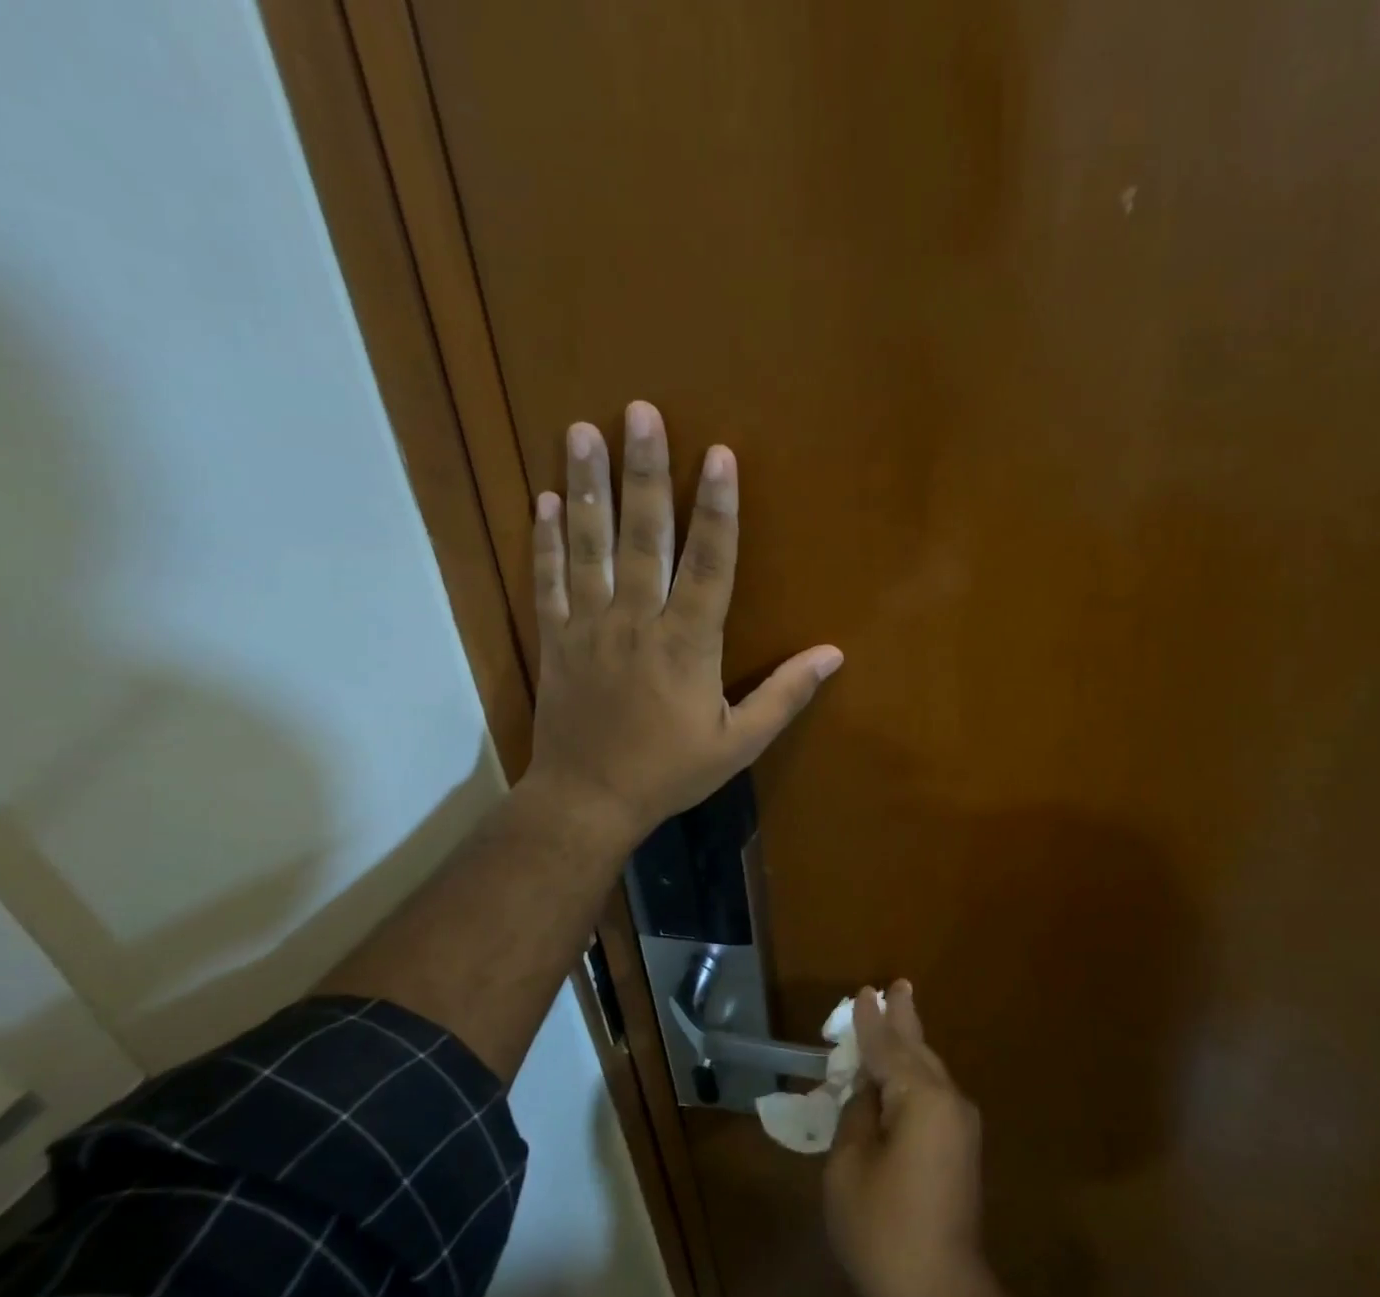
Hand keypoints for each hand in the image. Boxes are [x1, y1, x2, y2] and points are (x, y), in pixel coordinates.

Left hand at [522, 401, 842, 847]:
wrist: (588, 800)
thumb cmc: (670, 772)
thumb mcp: (738, 744)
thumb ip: (784, 696)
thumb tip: (833, 655)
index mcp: (688, 645)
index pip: (709, 565)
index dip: (717, 509)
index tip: (718, 455)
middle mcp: (637, 622)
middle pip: (643, 538)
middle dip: (644, 473)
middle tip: (639, 412)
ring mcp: (590, 627)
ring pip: (590, 547)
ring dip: (588, 487)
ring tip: (583, 431)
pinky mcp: (556, 638)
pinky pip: (549, 580)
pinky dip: (546, 540)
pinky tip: (545, 499)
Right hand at [826, 982, 994, 1296]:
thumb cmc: (884, 1231)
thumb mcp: (849, 1168)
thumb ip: (856, 1116)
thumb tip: (868, 1093)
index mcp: (921, 1097)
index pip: (887, 1047)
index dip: (871, 1022)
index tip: (864, 992)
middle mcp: (948, 1100)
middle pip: (917, 1049)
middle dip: (903, 1019)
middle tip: (897, 986)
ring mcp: (960, 1125)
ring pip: (929, 1071)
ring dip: (909, 1046)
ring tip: (898, 1015)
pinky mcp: (961, 1149)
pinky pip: (933, 1096)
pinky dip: (913, 1077)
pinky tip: (901, 1074)